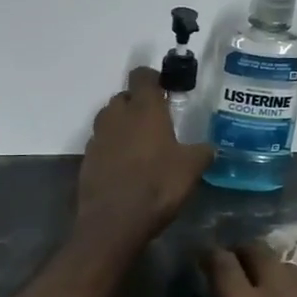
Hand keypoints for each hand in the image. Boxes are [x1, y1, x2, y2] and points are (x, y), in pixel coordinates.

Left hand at [74, 67, 213, 250]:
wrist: (114, 221)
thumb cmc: (158, 185)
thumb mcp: (191, 169)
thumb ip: (202, 152)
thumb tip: (209, 148)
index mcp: (144, 108)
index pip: (142, 76)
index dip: (154, 79)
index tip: (166, 91)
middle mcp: (117, 115)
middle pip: (124, 97)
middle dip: (138, 104)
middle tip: (157, 123)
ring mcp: (98, 137)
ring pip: (110, 119)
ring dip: (123, 126)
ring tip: (141, 146)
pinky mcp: (87, 159)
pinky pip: (102, 144)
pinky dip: (112, 149)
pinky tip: (126, 167)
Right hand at [167, 243, 296, 296]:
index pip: (222, 260)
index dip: (209, 256)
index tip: (201, 261)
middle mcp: (278, 288)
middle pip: (259, 252)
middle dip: (242, 254)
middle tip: (232, 267)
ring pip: (288, 267)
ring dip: (271, 269)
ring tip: (263, 287)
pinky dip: (295, 292)